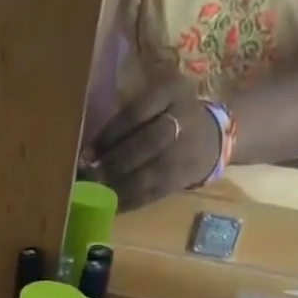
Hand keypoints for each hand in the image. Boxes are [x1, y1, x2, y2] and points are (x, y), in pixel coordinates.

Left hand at [86, 76, 224, 211]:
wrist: (211, 138)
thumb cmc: (169, 116)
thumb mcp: (156, 100)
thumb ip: (129, 117)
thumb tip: (90, 150)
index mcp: (171, 91)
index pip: (135, 113)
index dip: (109, 134)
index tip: (87, 152)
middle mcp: (182, 119)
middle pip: (143, 144)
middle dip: (112, 163)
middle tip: (89, 175)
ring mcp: (184, 152)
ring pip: (147, 173)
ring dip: (118, 186)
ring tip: (95, 193)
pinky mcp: (182, 179)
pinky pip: (152, 193)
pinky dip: (130, 201)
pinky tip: (111, 205)